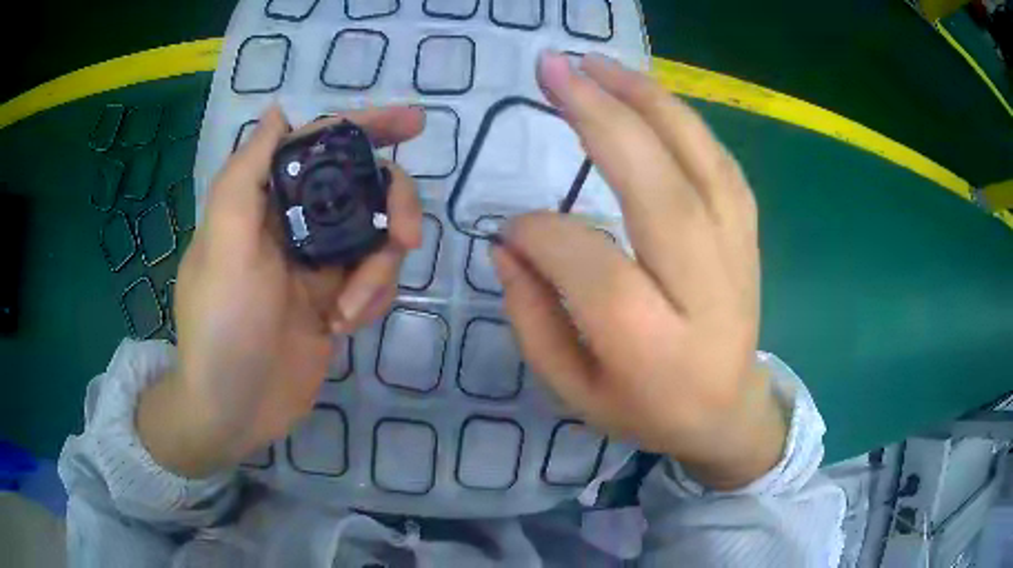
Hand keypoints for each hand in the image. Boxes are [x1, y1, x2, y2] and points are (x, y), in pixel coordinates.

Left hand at [138, 106, 423, 477]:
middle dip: (393, 206)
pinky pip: (377, 280)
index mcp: (268, 201)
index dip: (368, 126)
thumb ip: (247, 174)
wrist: (234, 410)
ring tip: (348, 313)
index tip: (415, 123)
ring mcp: (319, 264)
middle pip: (365, 188)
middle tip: (406, 238)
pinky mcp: (337, 300)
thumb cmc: (220, 326)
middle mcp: (295, 223)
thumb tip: (278, 112)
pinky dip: (373, 299)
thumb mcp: (224, 244)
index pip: (323, 146)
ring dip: (378, 272)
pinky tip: (344, 327)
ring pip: (378, 238)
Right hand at [492, 52, 785, 489]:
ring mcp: (737, 256)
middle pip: (658, 190)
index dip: (541, 232)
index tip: (513, 229)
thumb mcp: (572, 391)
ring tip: (597, 64)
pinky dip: (683, 121)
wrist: (727, 412)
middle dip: (600, 119)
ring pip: (700, 162)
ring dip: (647, 101)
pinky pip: (720, 164)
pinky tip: (648, 97)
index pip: (590, 263)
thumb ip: (533, 319)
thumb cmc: (646, 410)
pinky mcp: (749, 235)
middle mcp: (703, 292)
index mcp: (652, 347)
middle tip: (553, 70)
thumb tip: (507, 243)